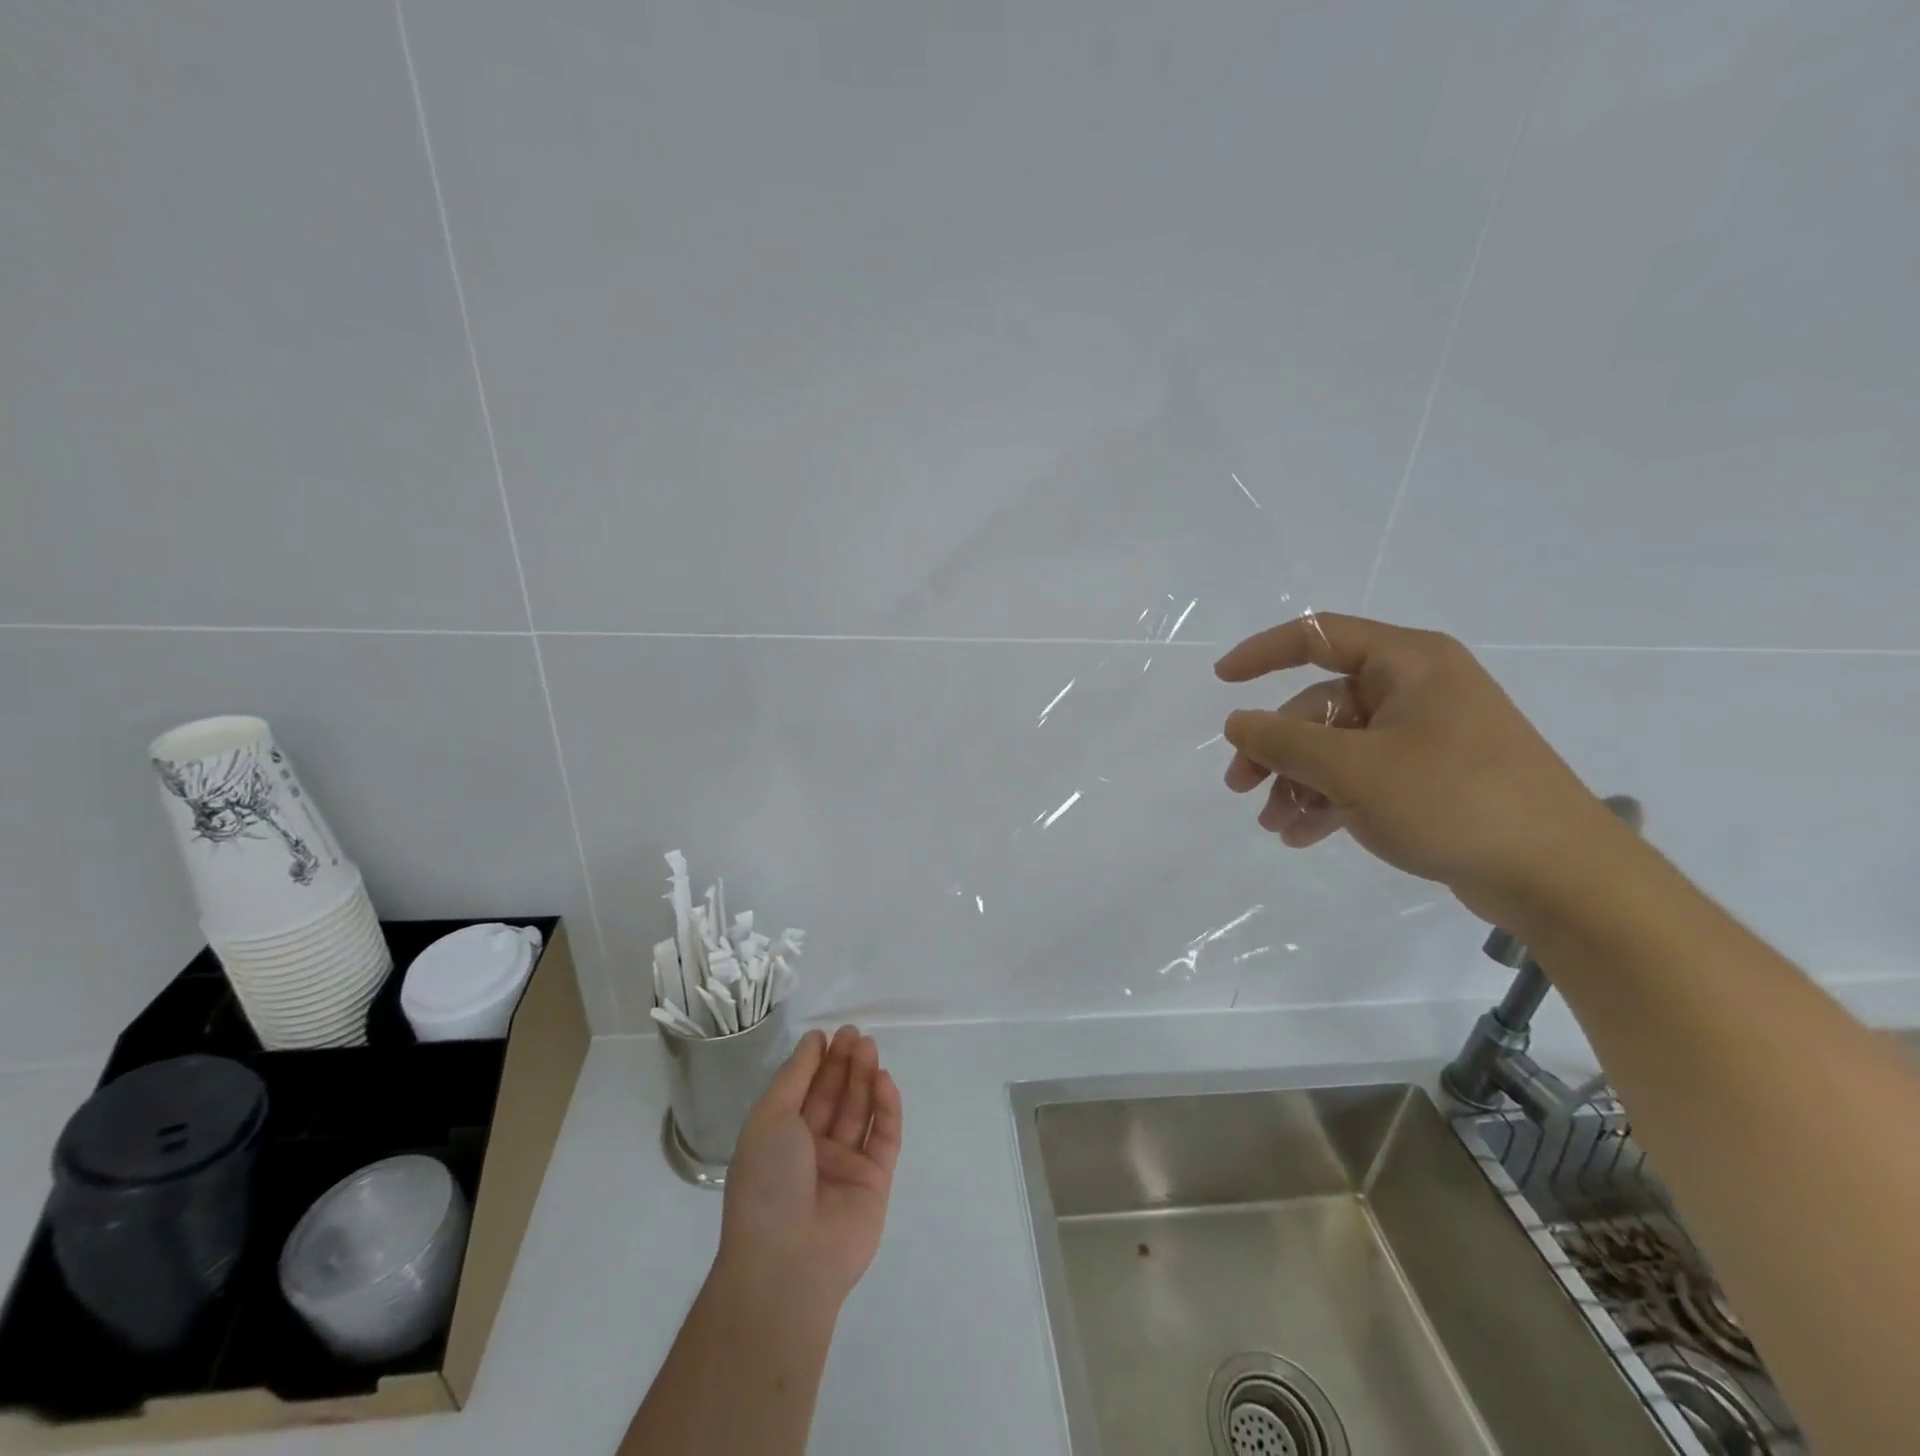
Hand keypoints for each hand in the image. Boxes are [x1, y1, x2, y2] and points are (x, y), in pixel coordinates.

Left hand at [717, 1026, 902, 1312]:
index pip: (803, 1090)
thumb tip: (813, 1040)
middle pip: (834, 1096)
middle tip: (855, 1034)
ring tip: (869, 1046)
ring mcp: (845, 1165)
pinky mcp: (875, 1180)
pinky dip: (887, 1107)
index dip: (816, 1061)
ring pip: (860, 1111)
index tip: (828, 1034)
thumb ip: (794, 1077)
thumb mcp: (769, 1118)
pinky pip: (884, 1136)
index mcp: (780, 1138)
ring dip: (865, 1077)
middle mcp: (812, 1150)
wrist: (788, 1261)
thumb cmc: (768, 1182)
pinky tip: (884, 1079)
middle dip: (844, 1064)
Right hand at [1215, 613, 1626, 924]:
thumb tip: (1235, 721)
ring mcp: (1425, 736)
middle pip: (1320, 704)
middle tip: (1240, 787)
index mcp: (1408, 663)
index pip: (1318, 636)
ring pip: (1336, 746)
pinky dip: (1328, 801)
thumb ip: (1285, 742)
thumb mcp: (1355, 770)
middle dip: (1276, 748)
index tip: (1221, 681)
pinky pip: (1361, 776)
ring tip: (1275, 825)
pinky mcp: (1431, 778)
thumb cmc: (1455, 801)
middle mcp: (1416, 689)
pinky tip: (1303, 835)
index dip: (1263, 653)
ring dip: (1297, 782)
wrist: (1560, 877)